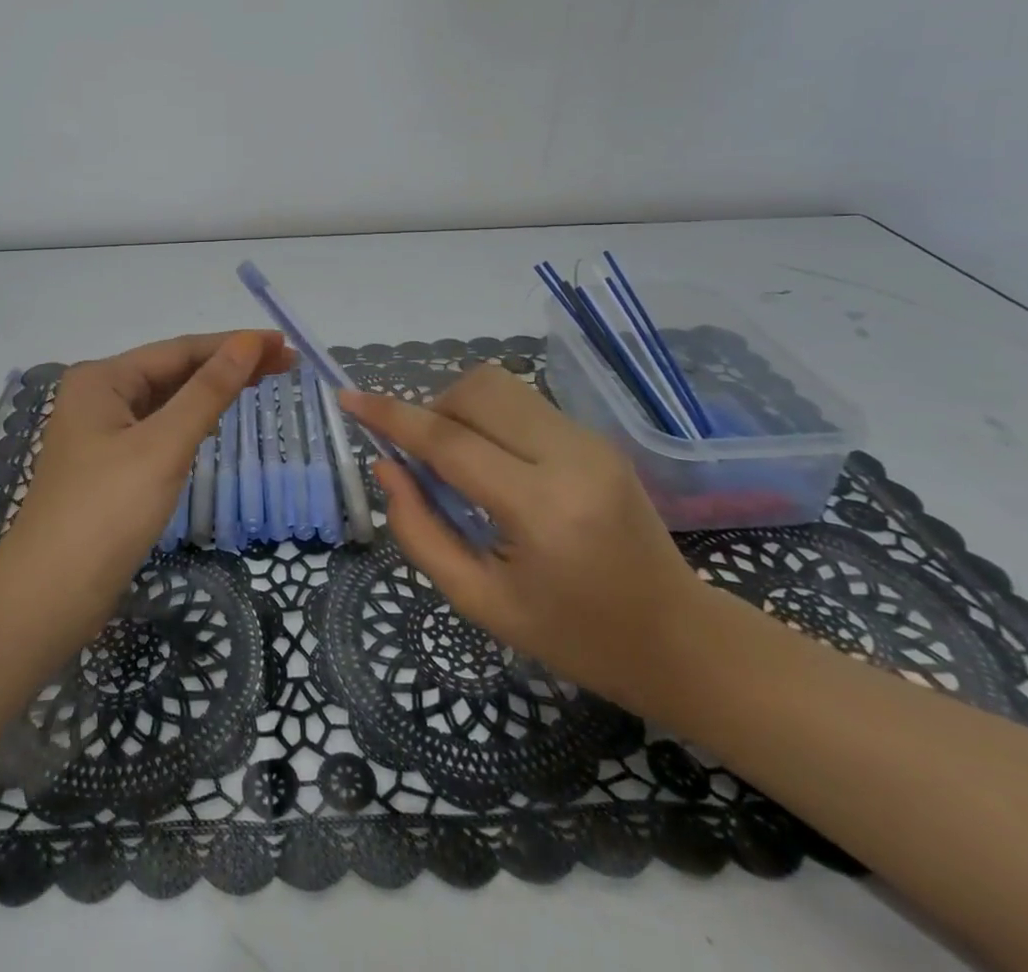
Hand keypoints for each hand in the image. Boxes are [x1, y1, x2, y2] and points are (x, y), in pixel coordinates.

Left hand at [0, 331, 291, 638]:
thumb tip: (247, 342)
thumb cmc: (107, 512)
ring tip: (262, 382)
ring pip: (167, 401)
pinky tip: (216, 421)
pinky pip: (159, 430)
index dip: (233, 345)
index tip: (282, 343)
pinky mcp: (109, 467)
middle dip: (227, 365)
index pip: (179, 350)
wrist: (49, 598)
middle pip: (173, 371)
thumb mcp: (163, 445)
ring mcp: (101, 434)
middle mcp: (98, 397)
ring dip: (212, 391)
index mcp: (102, 379)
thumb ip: (208, 391)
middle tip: (285, 363)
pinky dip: (191, 421)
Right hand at [342, 364, 705, 713]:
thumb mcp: (481, 603)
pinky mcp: (596, 438)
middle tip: (423, 459)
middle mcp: (571, 458)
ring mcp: (590, 441)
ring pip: (500, 387)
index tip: (348, 398)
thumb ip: (420, 533)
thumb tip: (386, 468)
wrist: (678, 640)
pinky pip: (523, 404)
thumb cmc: (575, 636)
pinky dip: (488, 420)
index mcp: (542, 509)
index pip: (450, 442)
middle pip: (477, 391)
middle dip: (432, 410)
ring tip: (458, 462)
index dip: (391, 416)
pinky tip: (494, 467)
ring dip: (459, 409)